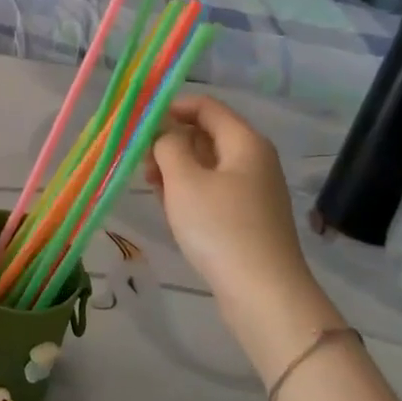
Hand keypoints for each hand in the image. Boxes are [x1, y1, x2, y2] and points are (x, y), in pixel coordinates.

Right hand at [146, 97, 332, 351]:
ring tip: (153, 191)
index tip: (138, 124)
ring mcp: (253, 190)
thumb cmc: (220, 228)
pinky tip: (172, 213)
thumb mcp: (183, 180)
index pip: (205, 106)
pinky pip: (212, 191)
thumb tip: (163, 132)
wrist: (263, 294)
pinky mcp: (248, 218)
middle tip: (142, 165)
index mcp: (244, 142)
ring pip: (206, 166)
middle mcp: (253, 160)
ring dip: (176, 172)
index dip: (170, 107)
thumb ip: (167, 145)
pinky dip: (189, 194)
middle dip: (170, 144)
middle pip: (205, 135)